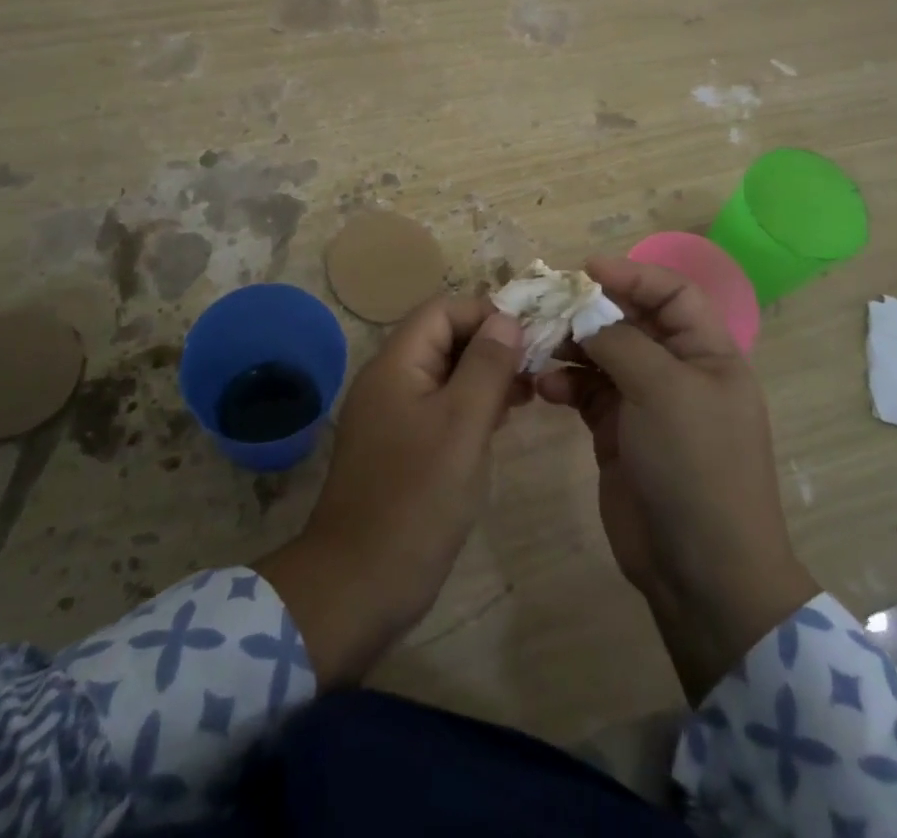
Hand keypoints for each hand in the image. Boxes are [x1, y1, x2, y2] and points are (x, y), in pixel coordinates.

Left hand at [255, 297, 527, 687]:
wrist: (358, 586)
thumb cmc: (416, 499)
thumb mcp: (462, 426)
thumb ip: (486, 367)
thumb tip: (506, 318)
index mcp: (396, 365)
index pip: (442, 310)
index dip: (486, 313)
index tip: (530, 334)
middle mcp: (389, 381)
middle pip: (443, 339)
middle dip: (490, 344)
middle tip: (538, 364)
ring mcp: (392, 416)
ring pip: (444, 375)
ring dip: (485, 375)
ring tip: (530, 390)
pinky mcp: (400, 448)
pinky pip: (439, 408)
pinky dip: (471, 406)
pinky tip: (503, 421)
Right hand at [535, 255, 818, 700]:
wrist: (700, 571)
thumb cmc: (695, 465)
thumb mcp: (664, 391)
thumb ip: (621, 342)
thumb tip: (586, 316)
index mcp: (708, 353)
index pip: (673, 293)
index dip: (633, 274)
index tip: (585, 269)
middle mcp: (678, 371)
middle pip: (631, 321)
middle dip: (590, 310)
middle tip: (545, 305)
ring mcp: (646, 403)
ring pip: (602, 355)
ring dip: (570, 347)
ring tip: (536, 347)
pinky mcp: (617, 433)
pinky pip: (586, 392)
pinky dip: (564, 384)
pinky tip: (543, 388)